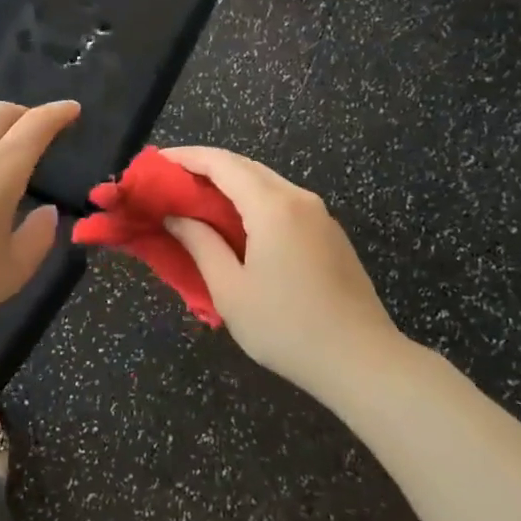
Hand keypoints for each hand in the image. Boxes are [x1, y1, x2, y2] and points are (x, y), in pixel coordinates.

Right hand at [158, 146, 405, 400]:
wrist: (364, 363)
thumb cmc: (287, 327)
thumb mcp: (230, 289)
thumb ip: (200, 244)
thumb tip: (176, 217)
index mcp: (272, 206)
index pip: (221, 163)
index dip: (185, 157)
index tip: (155, 162)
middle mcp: (298, 198)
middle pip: (244, 166)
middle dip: (205, 167)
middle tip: (170, 181)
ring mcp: (319, 215)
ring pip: (266, 183)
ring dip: (229, 184)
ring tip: (195, 200)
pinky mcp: (329, 234)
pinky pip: (282, 202)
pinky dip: (251, 201)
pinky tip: (235, 223)